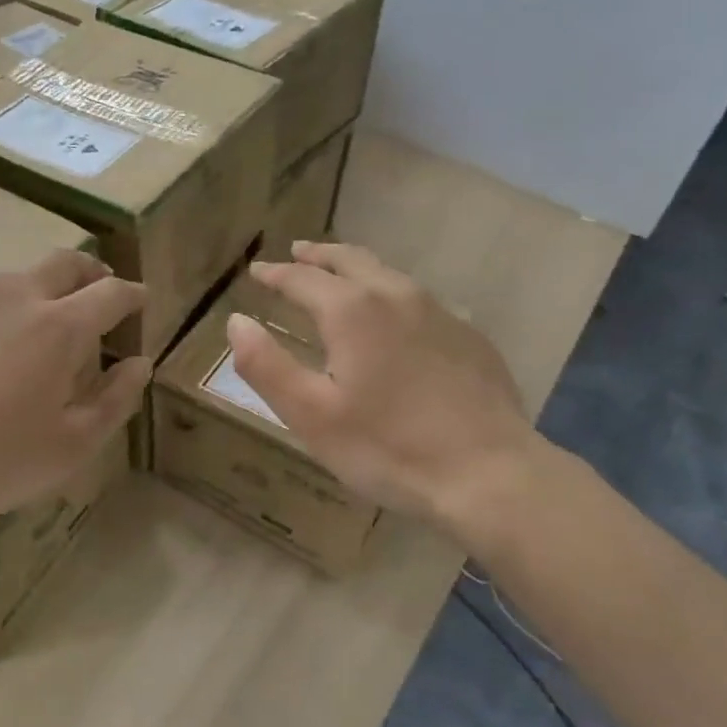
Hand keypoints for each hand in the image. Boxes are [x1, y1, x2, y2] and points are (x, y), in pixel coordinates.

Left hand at [0, 250, 147, 523]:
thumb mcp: (73, 443)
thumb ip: (116, 399)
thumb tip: (139, 364)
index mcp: (61, 325)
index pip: (112, 293)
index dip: (134, 295)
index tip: (143, 301)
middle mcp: (19, 296)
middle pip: (67, 262)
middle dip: (93, 272)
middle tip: (101, 295)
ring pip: (23, 274)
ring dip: (49, 286)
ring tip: (50, 321)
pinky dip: (10, 304)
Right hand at [227, 242, 548, 547]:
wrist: (489, 473)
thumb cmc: (388, 448)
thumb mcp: (311, 415)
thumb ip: (267, 366)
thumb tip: (237, 322)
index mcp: (352, 311)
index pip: (302, 279)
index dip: (275, 274)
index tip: (258, 271)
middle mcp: (396, 296)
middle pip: (350, 261)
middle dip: (318, 256)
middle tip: (298, 252)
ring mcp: (439, 313)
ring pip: (388, 275)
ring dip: (356, 268)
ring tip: (340, 274)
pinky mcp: (469, 337)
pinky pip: (419, 300)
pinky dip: (391, 295)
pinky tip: (395, 319)